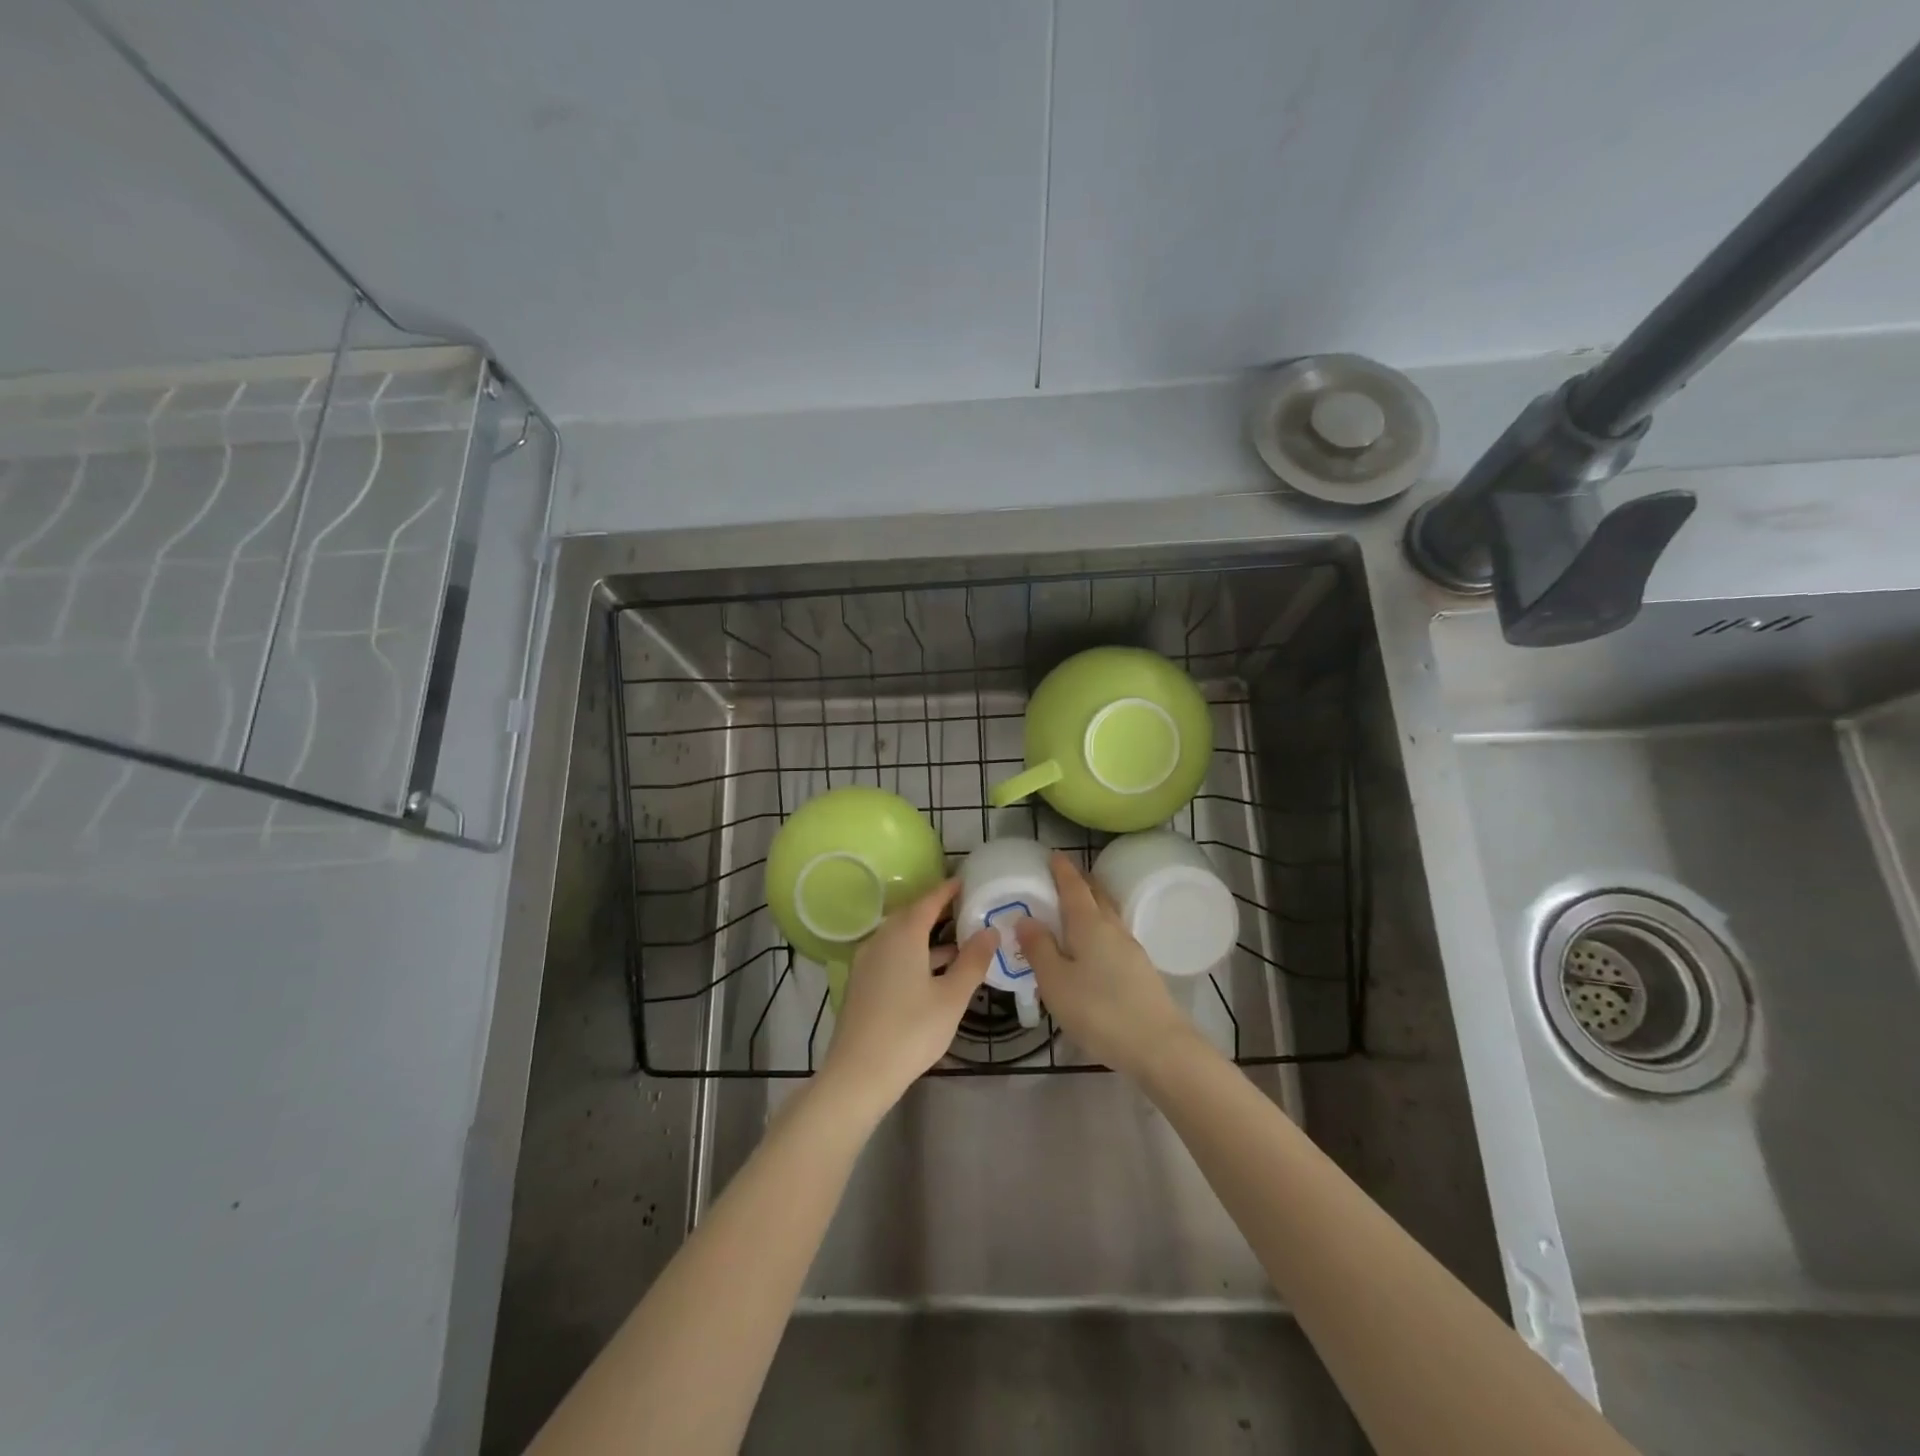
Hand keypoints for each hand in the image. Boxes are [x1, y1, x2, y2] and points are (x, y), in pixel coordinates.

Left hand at [819, 879, 994, 1115]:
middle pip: (911, 916)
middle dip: (937, 912)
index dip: (947, 890)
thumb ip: (973, 961)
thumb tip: (990, 930)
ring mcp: (867, 962)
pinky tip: (932, 973)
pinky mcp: (862, 983)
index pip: (928, 901)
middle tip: (965, 910)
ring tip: (958, 943)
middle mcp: (881, 939)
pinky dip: (913, 954)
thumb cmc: (911, 1031)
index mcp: (903, 935)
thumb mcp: (952, 997)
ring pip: (900, 938)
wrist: (858, 1074)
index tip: (965, 882)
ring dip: (927, 937)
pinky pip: (891, 955)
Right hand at [1015, 853, 1194, 1076]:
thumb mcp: (1055, 981)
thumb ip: (1039, 948)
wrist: (1159, 1046)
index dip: (1062, 869)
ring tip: (1072, 912)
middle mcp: (1112, 927)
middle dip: (1079, 883)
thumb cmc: (1098, 1010)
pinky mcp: (1140, 970)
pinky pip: (1113, 937)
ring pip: (1107, 916)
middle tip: (1060, 878)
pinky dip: (1098, 930)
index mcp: (1088, 923)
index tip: (1052, 855)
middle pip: (1095, 895)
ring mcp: (1131, 949)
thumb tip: (1026, 918)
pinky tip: (1091, 948)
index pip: (1073, 886)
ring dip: (1091, 906)